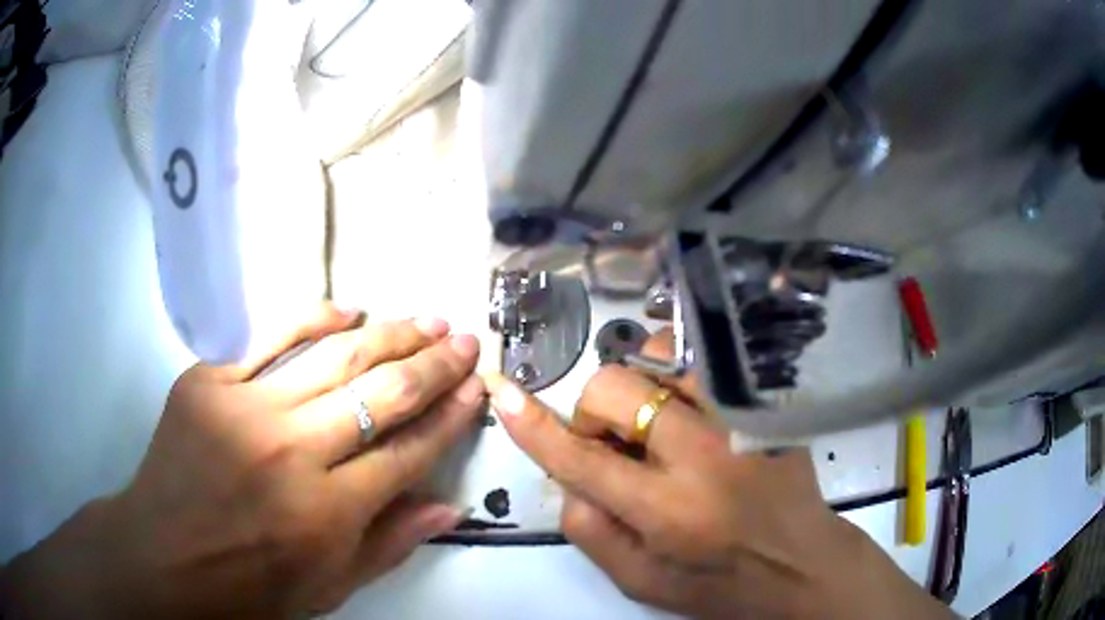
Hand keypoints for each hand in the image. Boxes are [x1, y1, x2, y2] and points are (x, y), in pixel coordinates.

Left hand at [2, 305, 485, 618]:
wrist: (165, 557)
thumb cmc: (251, 585)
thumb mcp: (330, 588)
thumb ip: (390, 544)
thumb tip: (447, 505)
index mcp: (327, 512)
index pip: (408, 452)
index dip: (449, 417)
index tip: (477, 390)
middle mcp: (292, 453)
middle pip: (379, 396)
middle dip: (433, 365)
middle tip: (464, 340)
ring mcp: (246, 409)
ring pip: (333, 357)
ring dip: (388, 335)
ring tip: (425, 319)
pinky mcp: (208, 382)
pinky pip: (267, 336)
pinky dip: (312, 318)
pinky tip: (348, 309)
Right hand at [486, 331, 951, 618]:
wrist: (802, 564)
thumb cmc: (720, 584)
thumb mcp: (642, 582)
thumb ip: (591, 532)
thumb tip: (567, 477)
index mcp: (669, 512)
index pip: (583, 460)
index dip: (536, 428)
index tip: (505, 394)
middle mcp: (705, 455)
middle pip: (617, 390)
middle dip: (595, 413)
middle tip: (613, 446)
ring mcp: (741, 420)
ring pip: (661, 360)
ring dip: (639, 391)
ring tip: (655, 429)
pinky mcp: (764, 407)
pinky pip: (703, 361)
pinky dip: (676, 375)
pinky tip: (685, 409)